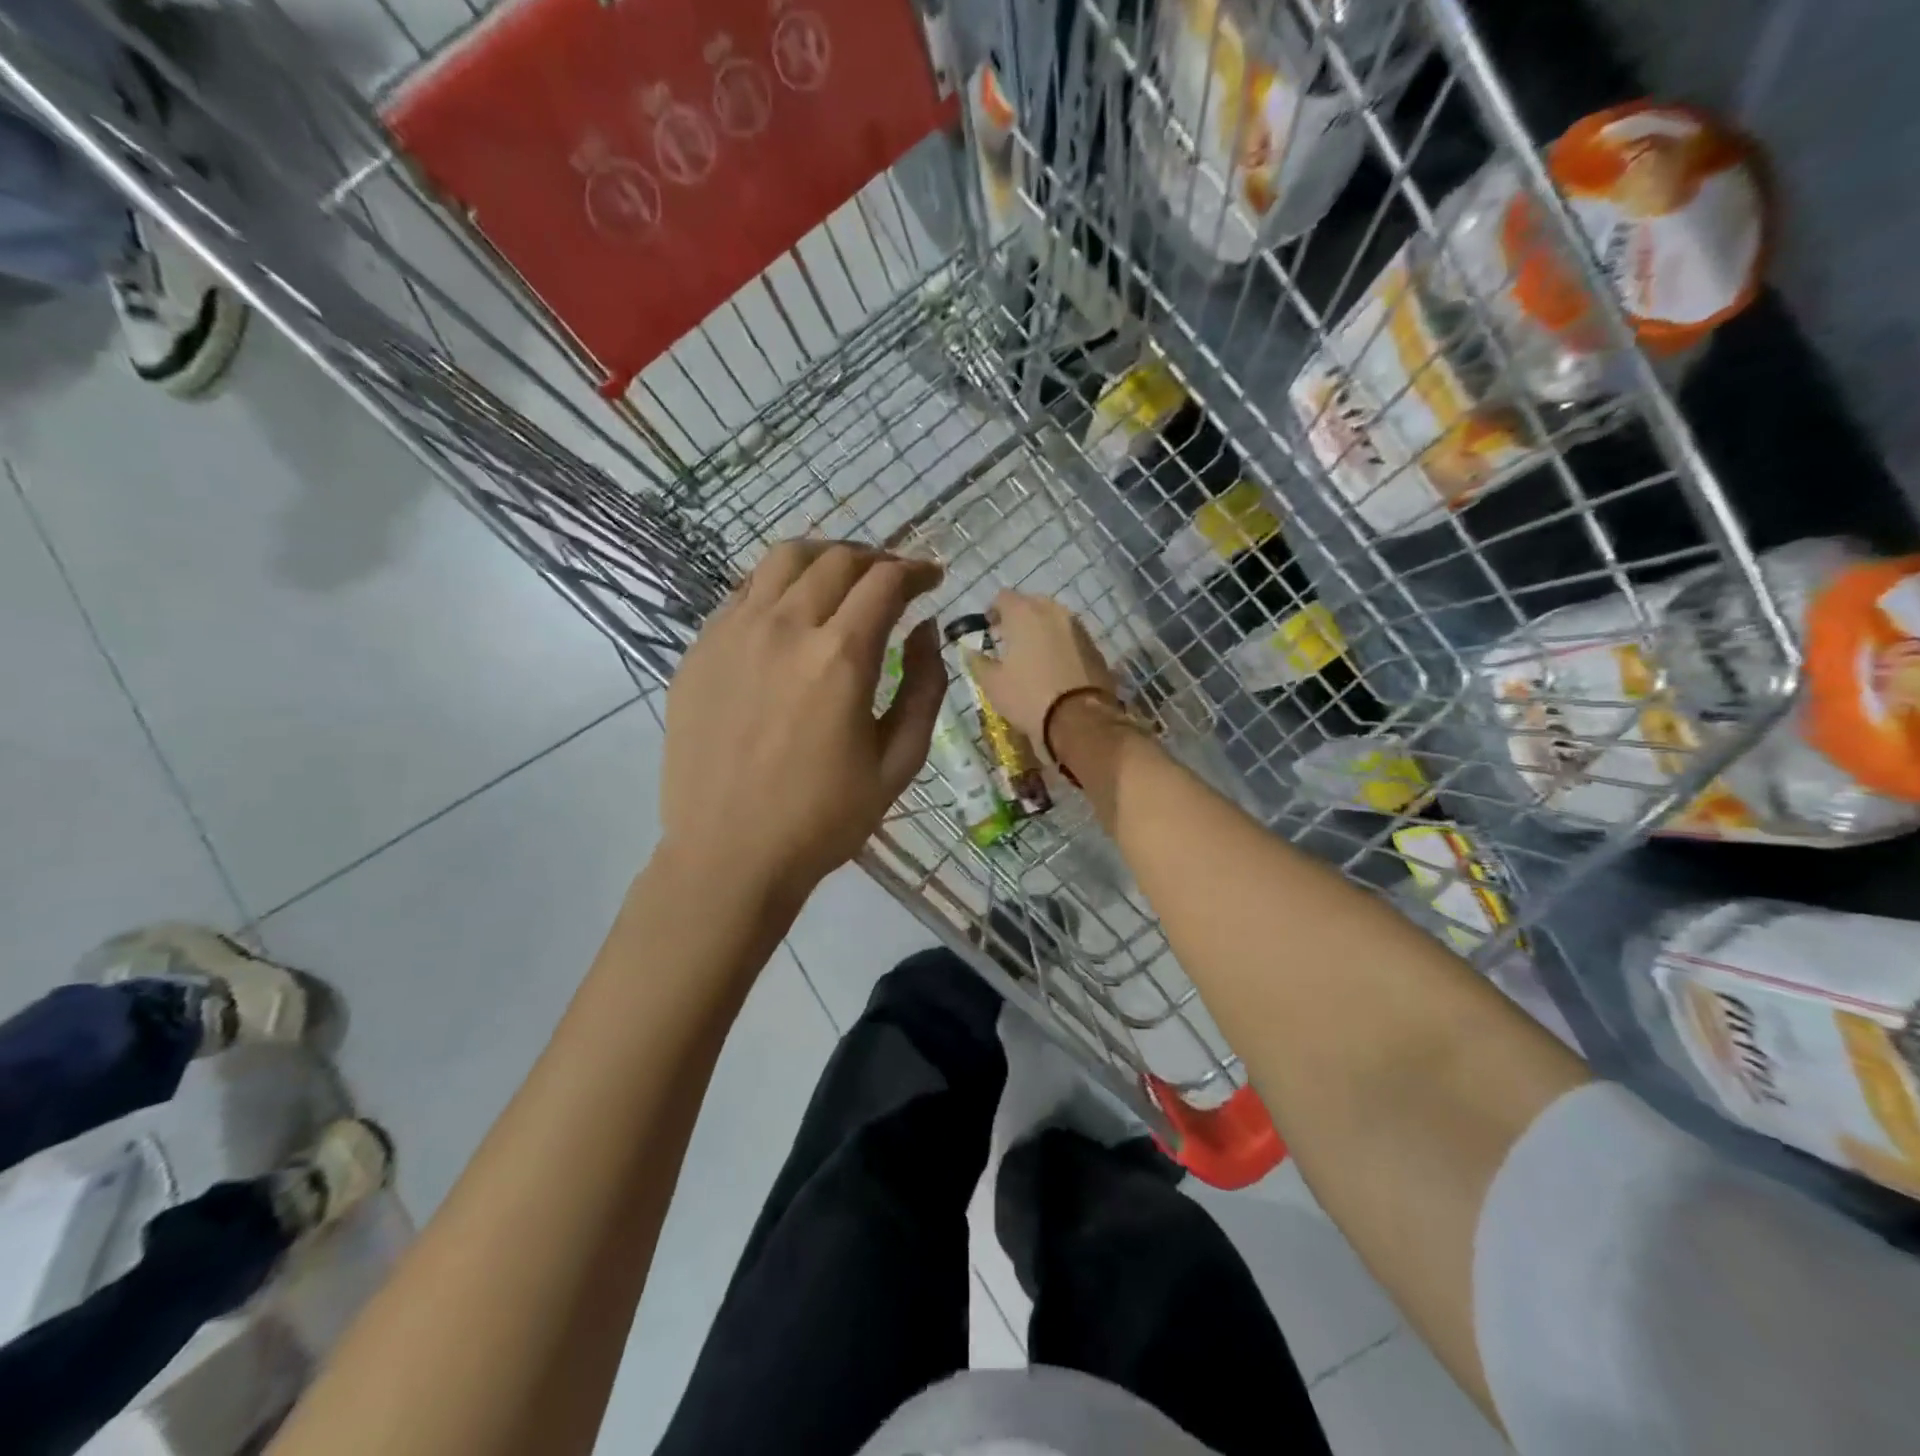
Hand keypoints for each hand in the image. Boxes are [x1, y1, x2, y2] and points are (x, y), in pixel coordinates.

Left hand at [662, 540, 946, 903]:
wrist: (729, 855)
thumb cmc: (824, 819)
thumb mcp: (898, 763)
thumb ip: (924, 688)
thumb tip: (926, 631)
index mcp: (840, 657)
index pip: (885, 583)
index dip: (916, 571)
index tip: (932, 579)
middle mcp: (785, 628)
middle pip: (837, 560)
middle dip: (877, 559)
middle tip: (894, 579)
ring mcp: (734, 634)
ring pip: (783, 560)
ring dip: (825, 558)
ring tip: (843, 577)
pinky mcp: (700, 650)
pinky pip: (743, 591)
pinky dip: (778, 583)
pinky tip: (790, 608)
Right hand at [965, 590, 1118, 745]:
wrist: (1080, 719)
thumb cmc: (1028, 697)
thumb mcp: (992, 684)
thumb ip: (978, 662)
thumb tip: (971, 652)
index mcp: (1024, 614)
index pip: (1003, 597)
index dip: (992, 611)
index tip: (988, 630)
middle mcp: (1053, 612)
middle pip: (1031, 603)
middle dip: (1018, 618)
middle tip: (1009, 641)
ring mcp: (1078, 627)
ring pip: (1054, 618)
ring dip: (1041, 629)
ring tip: (1033, 654)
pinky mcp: (1094, 646)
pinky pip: (1071, 636)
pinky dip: (1060, 643)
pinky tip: (1054, 666)